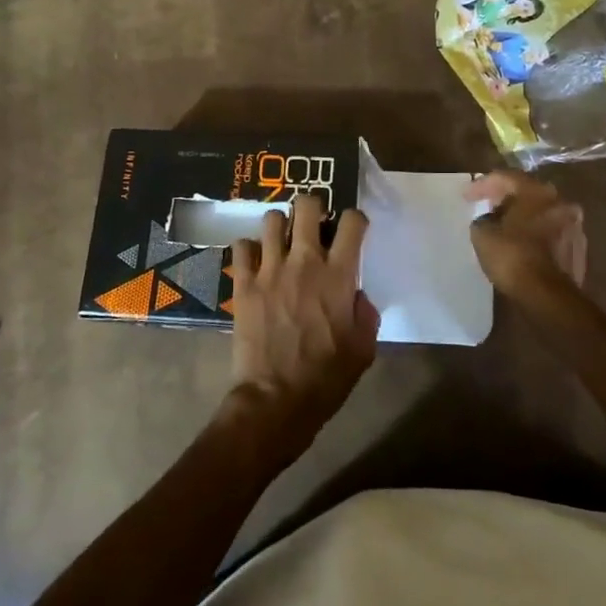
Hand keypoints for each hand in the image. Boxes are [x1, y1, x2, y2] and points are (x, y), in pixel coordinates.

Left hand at [226, 195, 378, 463]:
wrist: (276, 399)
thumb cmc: (326, 378)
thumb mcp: (363, 349)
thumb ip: (365, 314)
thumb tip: (356, 295)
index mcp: (339, 276)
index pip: (351, 222)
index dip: (354, 219)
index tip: (352, 230)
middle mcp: (304, 262)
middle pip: (306, 206)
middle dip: (313, 207)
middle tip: (313, 225)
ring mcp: (270, 269)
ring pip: (272, 220)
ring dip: (280, 226)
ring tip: (283, 242)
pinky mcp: (243, 283)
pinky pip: (241, 246)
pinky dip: (248, 249)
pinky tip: (255, 262)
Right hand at [466, 170, 586, 298]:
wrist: (546, 295)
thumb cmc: (512, 256)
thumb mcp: (482, 234)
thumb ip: (483, 219)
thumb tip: (489, 220)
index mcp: (537, 192)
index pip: (506, 178)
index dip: (482, 185)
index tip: (466, 197)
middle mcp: (561, 203)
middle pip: (528, 193)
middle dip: (506, 199)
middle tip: (487, 206)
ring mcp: (574, 227)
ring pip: (542, 214)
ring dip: (523, 218)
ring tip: (503, 228)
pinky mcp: (578, 251)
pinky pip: (550, 235)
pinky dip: (535, 236)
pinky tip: (522, 246)